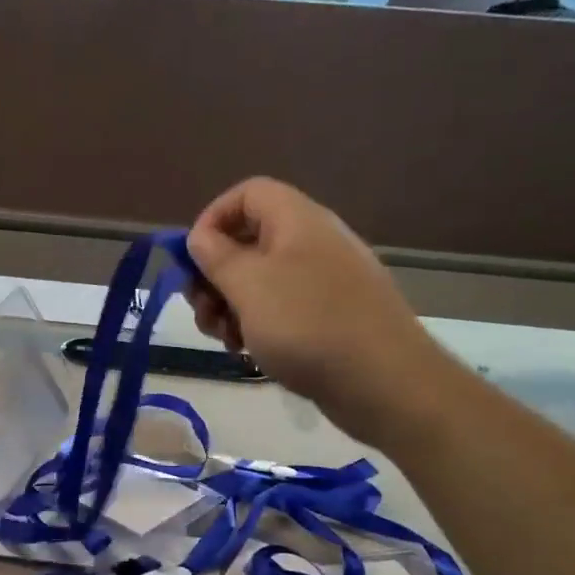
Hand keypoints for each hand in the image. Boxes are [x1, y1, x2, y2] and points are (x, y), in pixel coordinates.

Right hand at [185, 177, 460, 447]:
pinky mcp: (328, 316)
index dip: (212, 218)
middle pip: (248, 240)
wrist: (383, 381)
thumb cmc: (308, 325)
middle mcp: (312, 242)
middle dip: (214, 275)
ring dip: (230, 306)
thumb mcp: (249, 286)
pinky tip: (247, 351)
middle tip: (203, 312)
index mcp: (296, 220)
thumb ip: (217, 256)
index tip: (191, 259)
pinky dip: (256, 324)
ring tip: (225, 339)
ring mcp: (323, 281)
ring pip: (260, 280)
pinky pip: (281, 308)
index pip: (246, 194)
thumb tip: (199, 237)